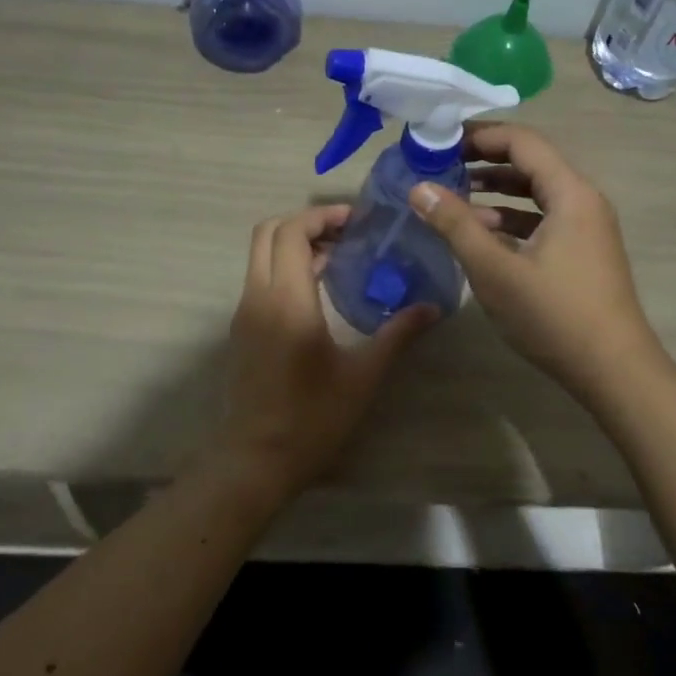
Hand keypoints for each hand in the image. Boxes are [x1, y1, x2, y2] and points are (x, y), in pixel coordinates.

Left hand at [220, 205, 435, 499]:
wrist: (256, 459)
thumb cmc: (313, 417)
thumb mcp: (363, 375)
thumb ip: (398, 333)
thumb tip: (433, 307)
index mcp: (287, 300)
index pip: (291, 232)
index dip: (321, 216)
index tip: (356, 221)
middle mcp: (258, 296)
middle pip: (268, 232)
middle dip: (305, 222)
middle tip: (347, 233)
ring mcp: (245, 312)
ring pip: (260, 254)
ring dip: (294, 244)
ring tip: (340, 256)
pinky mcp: (242, 329)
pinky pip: (259, 278)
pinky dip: (284, 266)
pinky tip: (320, 289)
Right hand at [408, 124, 664, 399]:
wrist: (614, 371)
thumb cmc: (554, 316)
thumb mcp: (495, 270)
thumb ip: (455, 225)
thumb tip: (419, 188)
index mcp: (570, 193)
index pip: (523, 142)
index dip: (480, 135)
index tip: (440, 140)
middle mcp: (583, 200)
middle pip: (531, 162)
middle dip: (484, 160)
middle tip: (441, 164)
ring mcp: (587, 227)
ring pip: (537, 193)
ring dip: (497, 191)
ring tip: (455, 196)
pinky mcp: (583, 252)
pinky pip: (544, 219)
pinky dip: (512, 218)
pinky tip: (483, 234)